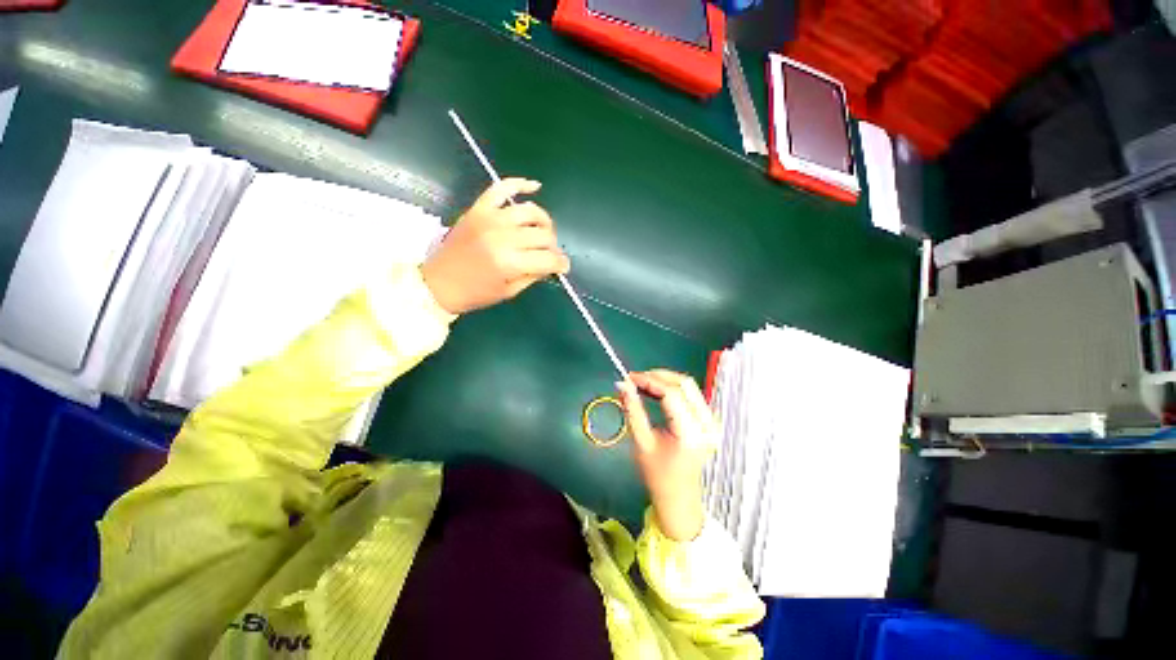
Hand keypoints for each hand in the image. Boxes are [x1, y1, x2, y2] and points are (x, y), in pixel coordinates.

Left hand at [421, 179, 569, 314]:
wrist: (438, 283)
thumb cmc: (475, 293)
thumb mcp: (510, 291)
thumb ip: (534, 275)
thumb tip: (553, 264)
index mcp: (509, 263)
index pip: (548, 258)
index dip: (561, 264)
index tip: (563, 267)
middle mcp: (502, 237)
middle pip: (543, 235)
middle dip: (553, 247)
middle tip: (549, 255)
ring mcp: (490, 219)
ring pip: (530, 211)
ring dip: (544, 221)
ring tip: (542, 232)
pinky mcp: (479, 209)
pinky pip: (502, 188)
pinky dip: (520, 183)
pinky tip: (535, 186)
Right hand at [617, 370, 718, 541]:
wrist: (679, 496)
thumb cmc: (658, 475)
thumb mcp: (641, 442)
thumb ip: (632, 410)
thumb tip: (622, 385)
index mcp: (690, 434)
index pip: (671, 394)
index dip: (649, 381)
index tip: (629, 378)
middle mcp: (707, 425)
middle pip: (684, 384)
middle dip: (657, 376)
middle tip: (635, 378)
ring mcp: (713, 422)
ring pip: (689, 386)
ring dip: (664, 380)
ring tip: (642, 383)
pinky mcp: (711, 420)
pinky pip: (691, 394)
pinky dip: (672, 388)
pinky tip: (656, 391)